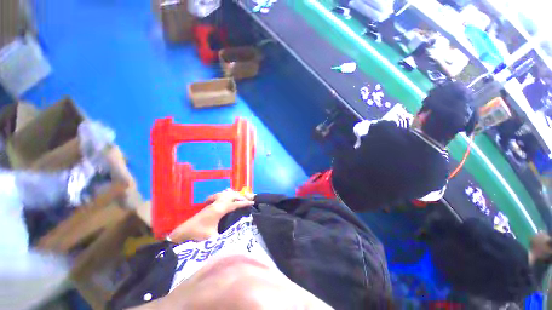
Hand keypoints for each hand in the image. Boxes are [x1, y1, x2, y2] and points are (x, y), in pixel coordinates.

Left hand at [168, 190, 253, 242]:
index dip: (244, 203)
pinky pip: (221, 195)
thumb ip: (225, 237)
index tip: (252, 203)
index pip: (235, 204)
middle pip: (232, 195)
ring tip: (240, 196)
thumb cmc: (198, 235)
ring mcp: (213, 203)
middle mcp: (217, 204)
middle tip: (248, 199)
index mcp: (219, 209)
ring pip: (226, 194)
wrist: (182, 232)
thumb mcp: (212, 238)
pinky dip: (226, 194)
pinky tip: (227, 196)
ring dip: (234, 194)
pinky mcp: (209, 205)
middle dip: (241, 196)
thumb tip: (235, 239)